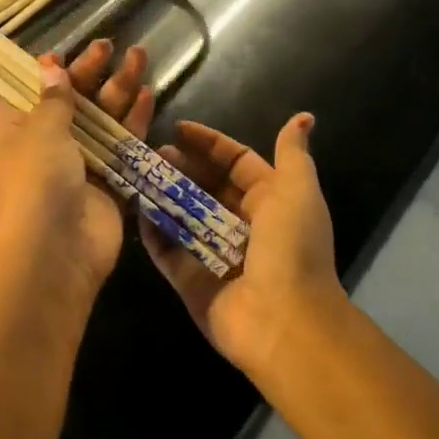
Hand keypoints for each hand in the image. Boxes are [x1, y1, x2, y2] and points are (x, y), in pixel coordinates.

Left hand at [0, 39, 154, 296]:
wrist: (54, 253)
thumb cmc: (35, 183)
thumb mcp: (39, 131)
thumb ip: (53, 99)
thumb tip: (50, 67)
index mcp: (14, 129)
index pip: (28, 90)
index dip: (47, 70)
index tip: (66, 51)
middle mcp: (44, 144)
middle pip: (71, 100)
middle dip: (92, 72)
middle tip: (112, 45)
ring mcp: (78, 164)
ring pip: (101, 119)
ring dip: (119, 90)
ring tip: (140, 56)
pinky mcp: (108, 183)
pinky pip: (123, 146)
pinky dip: (135, 122)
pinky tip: (149, 96)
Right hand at [138, 114, 346, 379]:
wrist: (284, 321)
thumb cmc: (292, 248)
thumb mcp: (297, 191)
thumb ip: (292, 154)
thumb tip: (303, 117)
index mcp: (272, 201)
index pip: (237, 163)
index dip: (210, 144)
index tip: (178, 128)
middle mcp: (243, 226)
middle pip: (207, 187)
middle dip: (182, 166)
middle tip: (152, 151)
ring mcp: (214, 254)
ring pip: (183, 215)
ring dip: (162, 193)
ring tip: (137, 171)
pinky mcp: (190, 280)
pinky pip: (167, 250)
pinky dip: (152, 230)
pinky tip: (134, 207)